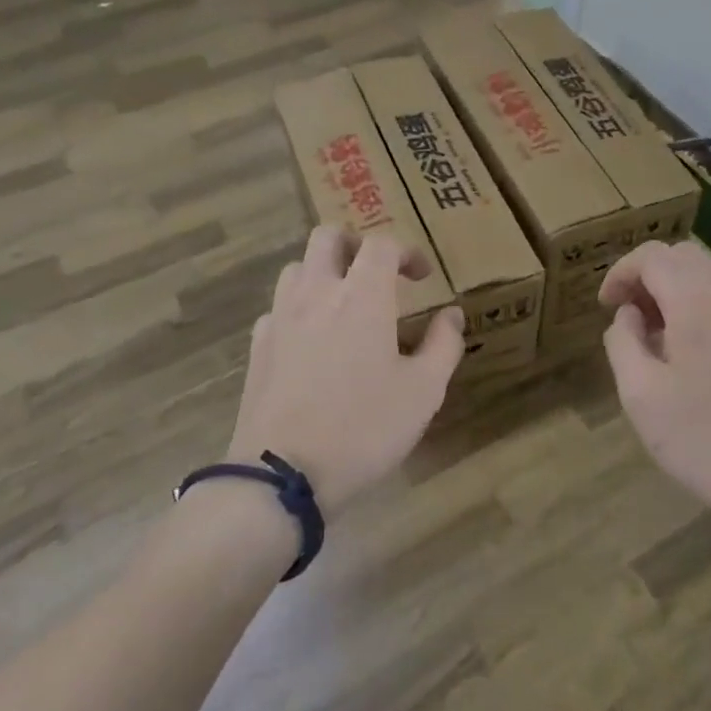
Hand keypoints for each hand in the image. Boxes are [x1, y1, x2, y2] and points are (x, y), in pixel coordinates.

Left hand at [229, 226, 465, 515]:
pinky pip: (278, 308)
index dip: (406, 251)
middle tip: (376, 272)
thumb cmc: (364, 428)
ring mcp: (280, 318)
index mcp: (362, 297)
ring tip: (343, 303)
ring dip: (323, 272)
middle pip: (327, 237)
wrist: (283, 473)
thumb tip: (451, 316)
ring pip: (296, 268)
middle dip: (355, 244)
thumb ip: (443, 346)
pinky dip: (298, 309)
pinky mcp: (258, 347)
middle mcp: (316, 293)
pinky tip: (311, 342)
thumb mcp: (423, 392)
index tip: (421, 277)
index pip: (381, 244)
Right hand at [599, 240, 710, 521]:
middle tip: (630, 318)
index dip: (621, 273)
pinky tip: (695, 355)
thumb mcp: (641, 395)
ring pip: (710, 277)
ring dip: (675, 292)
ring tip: (659, 339)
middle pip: (683, 257)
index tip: (606, 307)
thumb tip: (629, 315)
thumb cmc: (703, 441)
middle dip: (648, 277)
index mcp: (698, 303)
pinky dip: (702, 308)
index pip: (653, 256)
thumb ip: (623, 342)